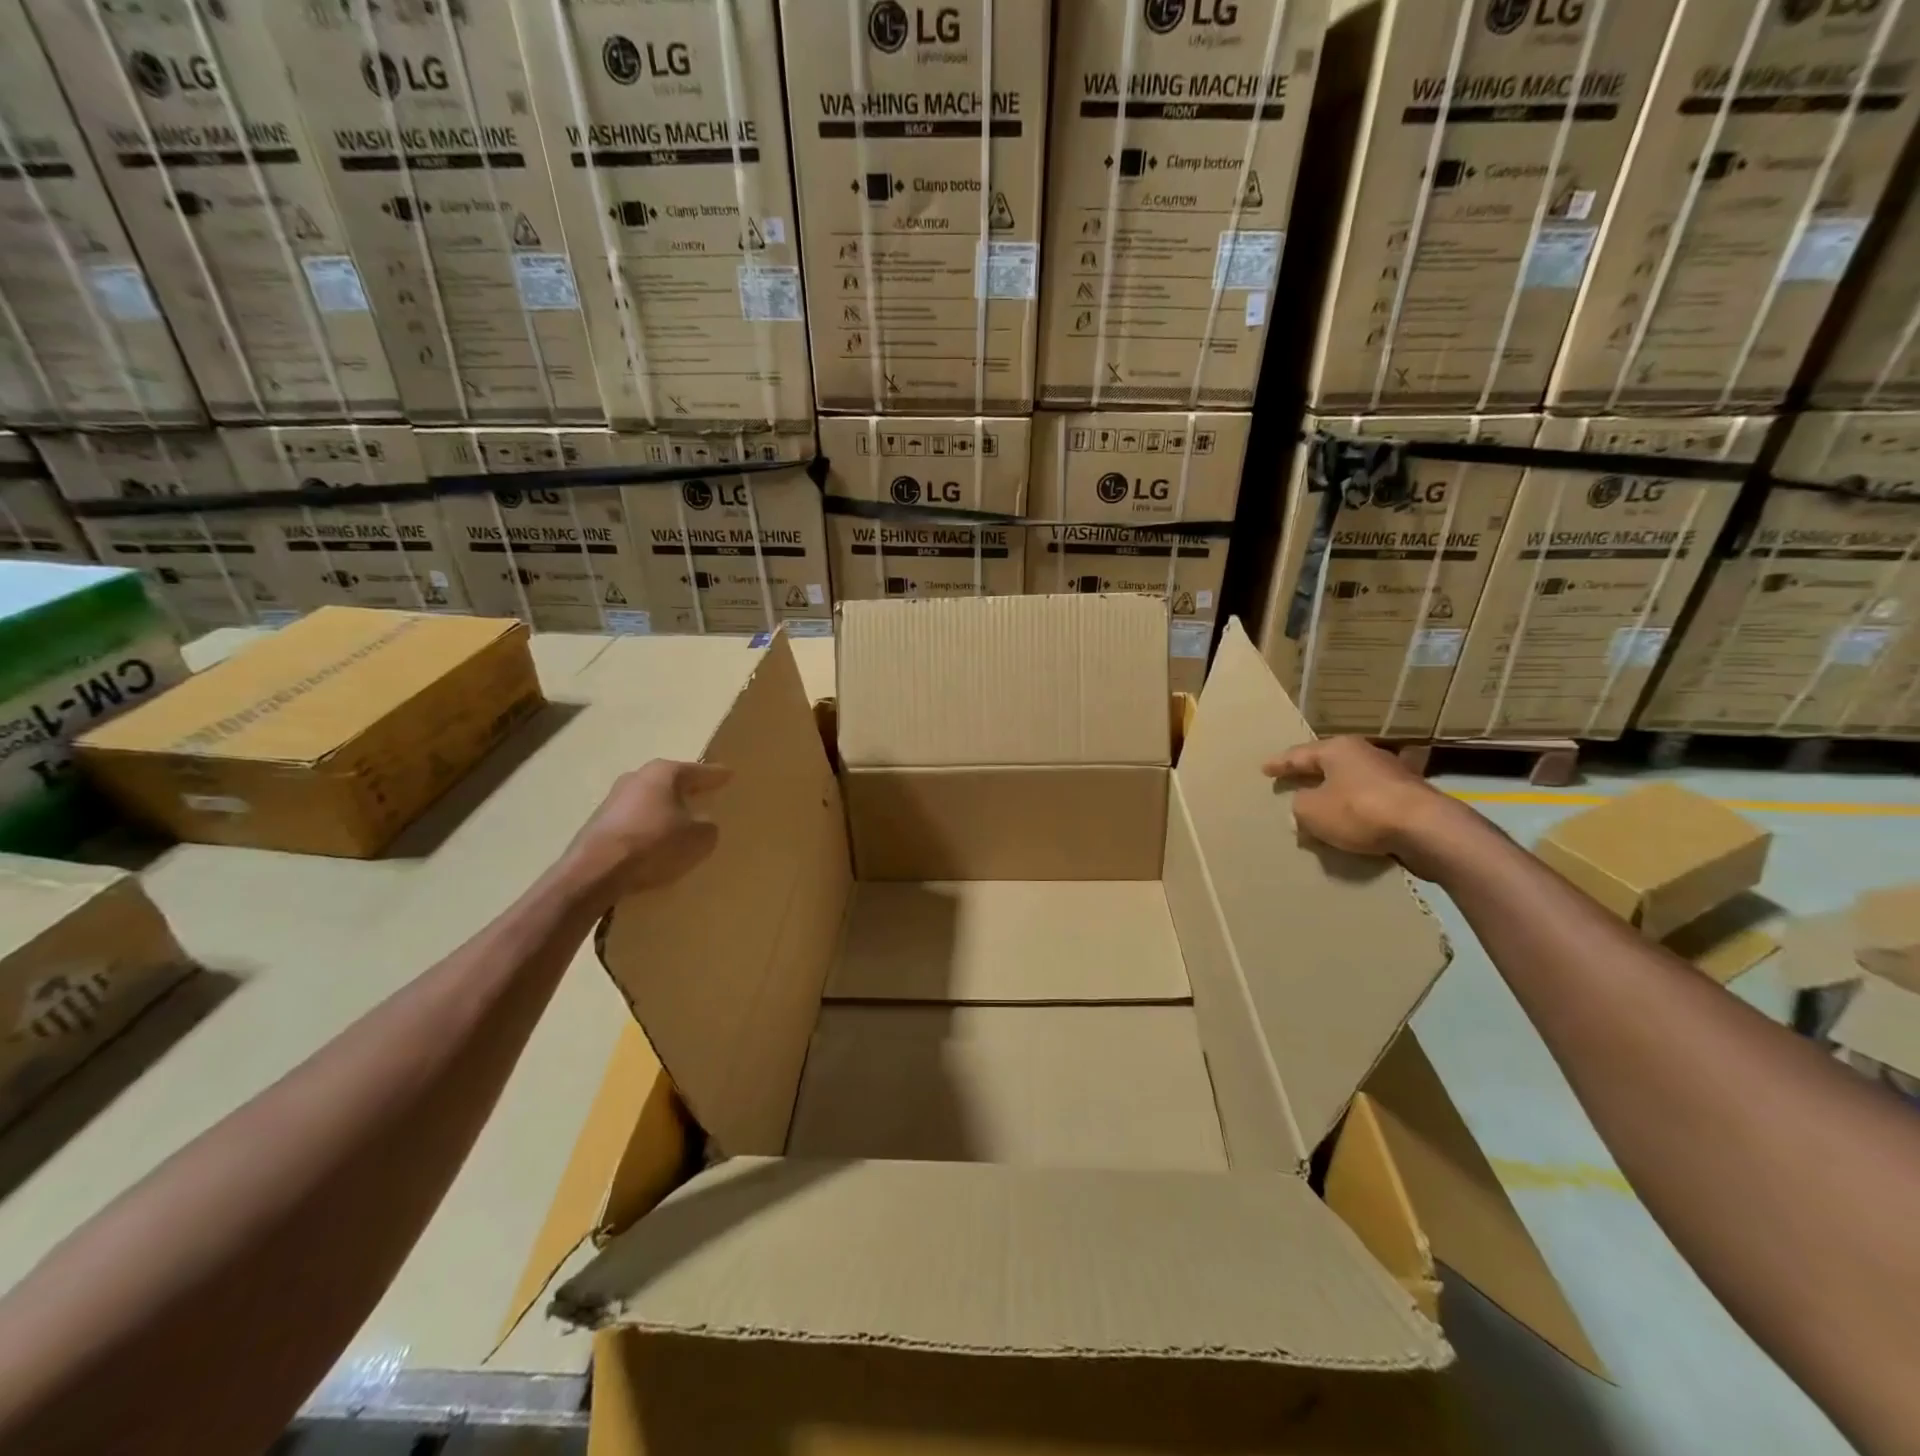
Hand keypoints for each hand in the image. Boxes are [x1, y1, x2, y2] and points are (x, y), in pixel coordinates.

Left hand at [562, 760, 731, 901]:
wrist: (595, 872)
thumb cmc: (655, 844)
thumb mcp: (700, 838)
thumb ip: (708, 826)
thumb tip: (703, 824)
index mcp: (664, 773)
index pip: (699, 772)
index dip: (717, 776)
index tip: (730, 775)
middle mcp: (637, 778)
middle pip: (670, 783)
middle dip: (687, 791)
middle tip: (705, 797)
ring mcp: (613, 800)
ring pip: (650, 802)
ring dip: (664, 812)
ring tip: (681, 826)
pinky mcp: (598, 824)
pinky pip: (634, 822)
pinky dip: (647, 830)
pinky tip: (655, 845)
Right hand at [1262, 737, 1467, 877]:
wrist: (1425, 829)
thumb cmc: (1359, 811)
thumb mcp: (1312, 812)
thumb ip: (1299, 807)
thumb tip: (1303, 808)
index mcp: (1338, 749)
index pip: (1299, 755)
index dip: (1280, 764)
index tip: (1265, 769)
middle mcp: (1366, 754)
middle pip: (1330, 765)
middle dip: (1311, 776)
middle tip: (1294, 783)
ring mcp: (1392, 774)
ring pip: (1353, 782)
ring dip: (1337, 795)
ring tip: (1323, 807)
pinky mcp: (1410, 797)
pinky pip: (1373, 801)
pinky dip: (1359, 810)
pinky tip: (1354, 822)